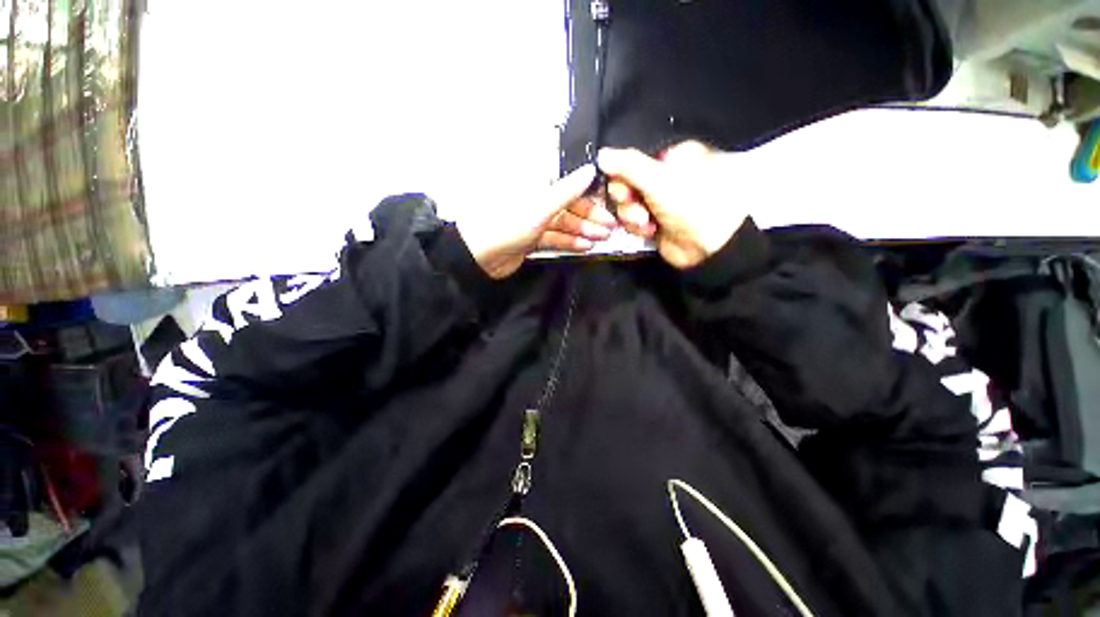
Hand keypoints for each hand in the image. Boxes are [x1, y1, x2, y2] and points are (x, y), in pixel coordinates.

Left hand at [457, 165, 617, 278]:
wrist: (479, 255)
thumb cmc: (508, 223)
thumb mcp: (540, 206)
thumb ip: (566, 191)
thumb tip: (591, 169)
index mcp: (534, 183)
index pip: (568, 185)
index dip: (589, 195)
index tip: (610, 204)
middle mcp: (535, 199)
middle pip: (568, 206)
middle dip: (589, 217)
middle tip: (611, 228)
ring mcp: (533, 220)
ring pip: (563, 223)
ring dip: (583, 230)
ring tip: (602, 238)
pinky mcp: (531, 238)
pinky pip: (554, 237)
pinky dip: (569, 241)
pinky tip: (585, 246)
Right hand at [598, 142, 747, 268]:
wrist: (712, 244)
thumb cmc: (689, 203)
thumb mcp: (658, 179)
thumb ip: (628, 165)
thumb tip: (601, 154)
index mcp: (668, 159)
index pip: (631, 163)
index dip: (622, 177)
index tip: (624, 189)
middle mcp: (663, 180)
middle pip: (626, 187)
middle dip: (628, 201)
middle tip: (638, 208)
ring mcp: (659, 205)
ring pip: (628, 208)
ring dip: (632, 217)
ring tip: (647, 223)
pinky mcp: (656, 225)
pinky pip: (634, 224)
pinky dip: (639, 228)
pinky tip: (651, 232)